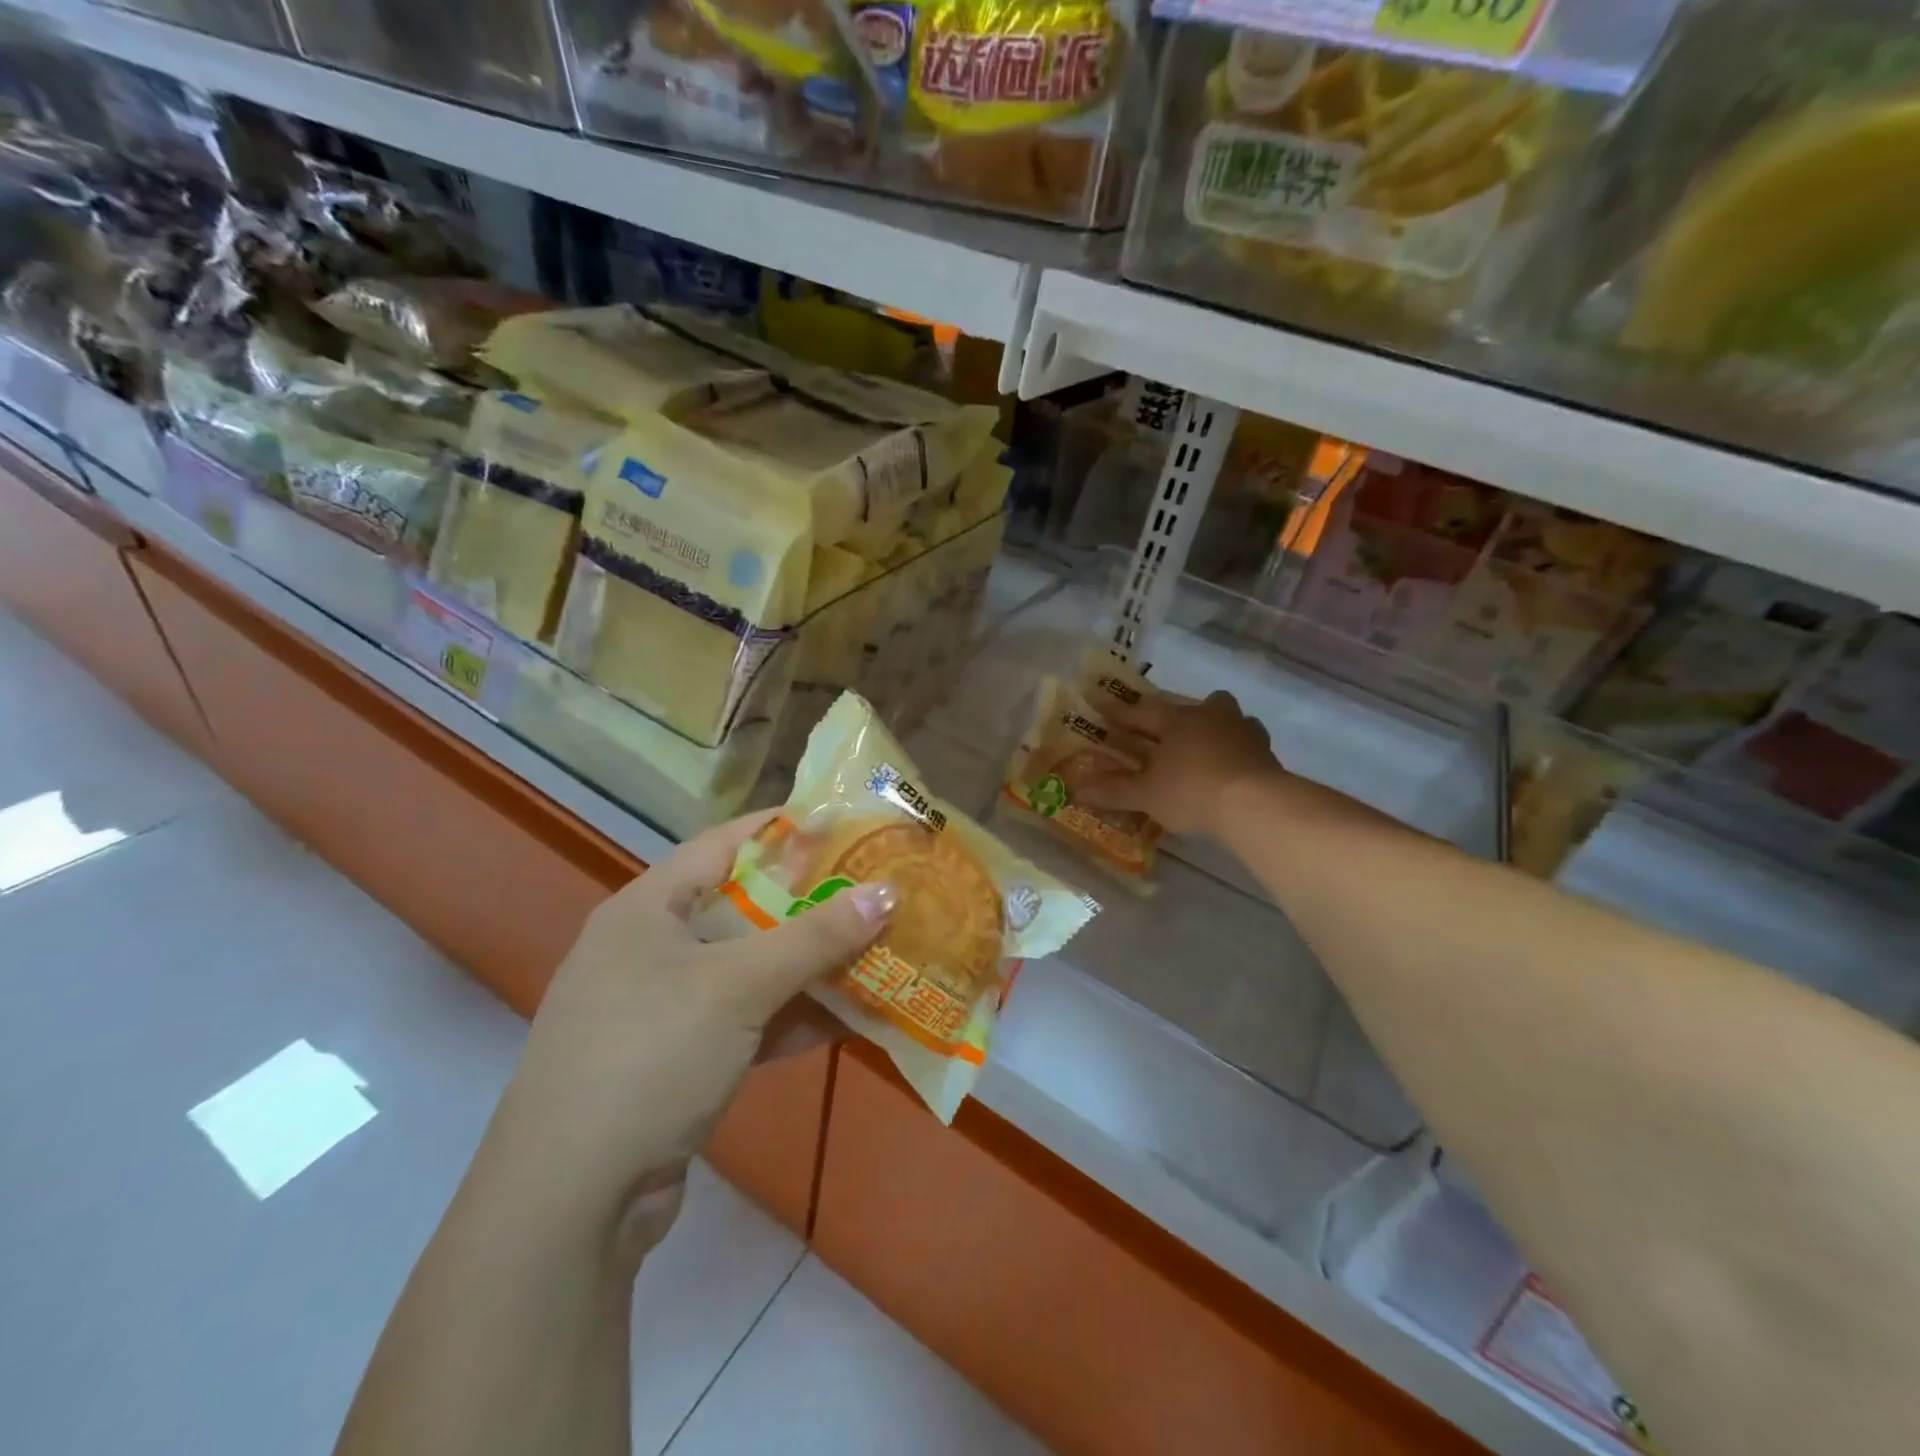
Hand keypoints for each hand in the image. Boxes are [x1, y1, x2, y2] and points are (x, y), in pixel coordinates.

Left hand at [478, 812, 892, 1251]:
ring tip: (879, 949)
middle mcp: (652, 949)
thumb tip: (887, 892)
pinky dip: (793, 1017)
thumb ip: (816, 938)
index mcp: (648, 908)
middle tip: (877, 890)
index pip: (725, 844)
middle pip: (746, 908)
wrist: (570, 1204)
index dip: (786, 830)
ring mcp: (665, 1008)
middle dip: (813, 904)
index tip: (848, 824)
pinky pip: (749, 1021)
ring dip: (812, 966)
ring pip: (753, 969)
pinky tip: (850, 1018)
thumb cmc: (649, 1056)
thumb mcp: (737, 986)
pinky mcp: (680, 1060)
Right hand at [1078, 691, 1282, 837]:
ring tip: (1206, 746)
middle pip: (1195, 705)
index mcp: (1177, 720)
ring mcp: (1244, 733)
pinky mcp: (1267, 755)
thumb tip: (1079, 789)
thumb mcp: (1146, 795)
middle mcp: (1211, 717)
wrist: (1255, 805)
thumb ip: (1114, 791)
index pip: (1141, 712)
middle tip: (1168, 726)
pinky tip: (1230, 767)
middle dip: (1180, 713)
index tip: (1101, 704)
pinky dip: (1236, 752)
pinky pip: (1246, 745)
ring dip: (1216, 727)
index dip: (1119, 711)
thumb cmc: (1192, 790)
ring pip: (1229, 719)